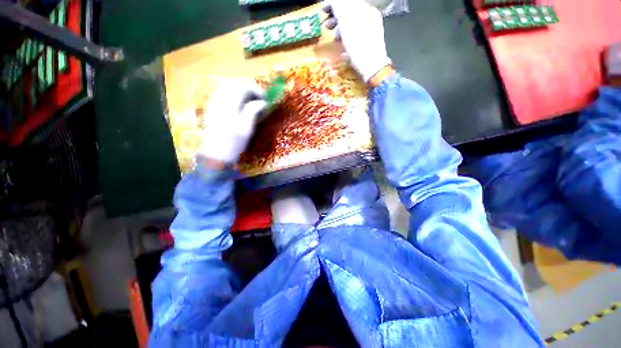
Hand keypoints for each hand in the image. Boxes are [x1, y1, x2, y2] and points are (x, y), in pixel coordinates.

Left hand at [198, 79, 267, 164]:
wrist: (215, 154)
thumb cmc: (234, 144)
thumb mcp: (247, 129)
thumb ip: (253, 112)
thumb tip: (263, 102)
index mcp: (229, 105)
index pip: (243, 87)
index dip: (256, 90)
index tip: (265, 99)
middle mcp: (219, 100)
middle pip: (234, 83)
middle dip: (249, 88)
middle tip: (258, 99)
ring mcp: (213, 103)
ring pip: (228, 87)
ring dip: (241, 91)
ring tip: (250, 102)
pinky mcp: (211, 107)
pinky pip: (223, 93)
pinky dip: (234, 95)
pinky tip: (239, 106)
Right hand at [323, 0, 391, 81]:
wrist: (372, 67)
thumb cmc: (358, 46)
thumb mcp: (347, 23)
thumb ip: (340, 7)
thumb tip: (333, 1)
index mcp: (365, 9)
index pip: (347, 2)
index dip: (333, 5)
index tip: (322, 11)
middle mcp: (369, 17)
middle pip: (349, 13)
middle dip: (336, 18)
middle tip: (326, 26)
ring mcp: (371, 30)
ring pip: (352, 25)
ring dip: (340, 29)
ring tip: (334, 39)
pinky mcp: (369, 43)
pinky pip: (355, 35)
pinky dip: (347, 37)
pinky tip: (342, 47)